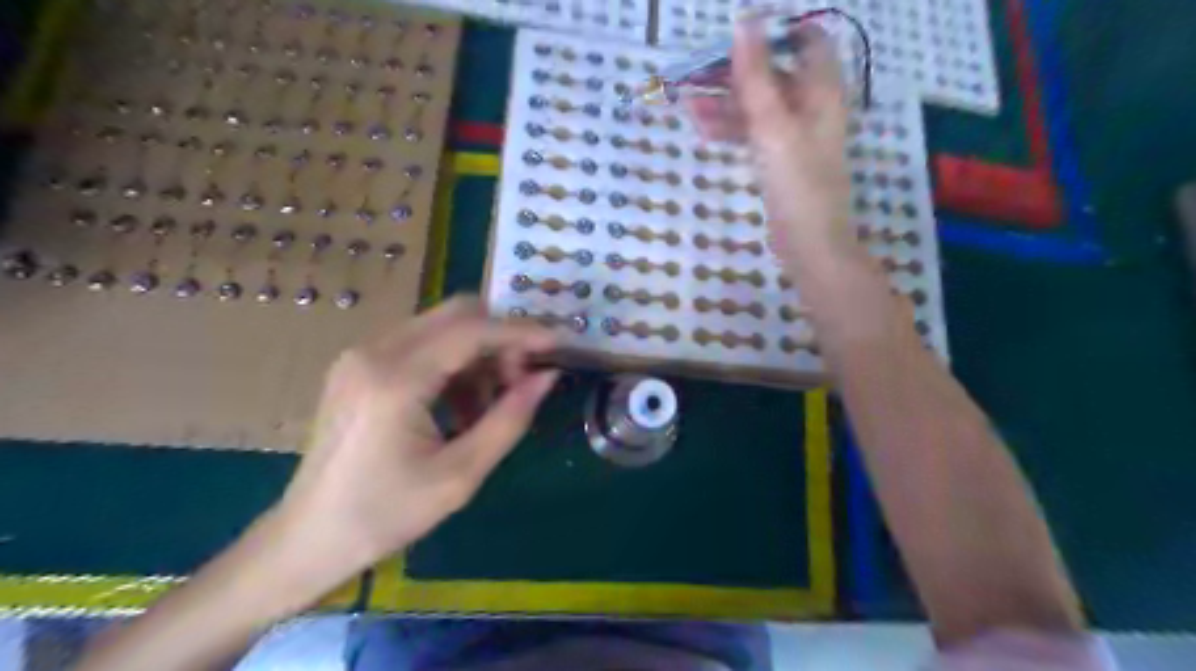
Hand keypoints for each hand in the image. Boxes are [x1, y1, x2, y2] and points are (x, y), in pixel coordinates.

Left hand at [268, 296, 558, 587]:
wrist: (308, 538)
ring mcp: (361, 354)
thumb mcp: (460, 475)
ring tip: (491, 402)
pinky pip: (421, 344)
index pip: (471, 331)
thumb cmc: (385, 515)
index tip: (559, 342)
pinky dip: (453, 363)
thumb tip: (547, 377)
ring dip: (478, 352)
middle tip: (523, 378)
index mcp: (395, 379)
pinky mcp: (358, 364)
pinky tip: (460, 405)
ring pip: (441, 327)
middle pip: (456, 314)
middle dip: (500, 338)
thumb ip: (510, 418)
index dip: (521, 332)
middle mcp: (374, 351)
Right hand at [687, 22, 853, 270]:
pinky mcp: (779, 162)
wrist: (809, 245)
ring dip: (726, 103)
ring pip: (758, 107)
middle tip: (695, 74)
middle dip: (735, 73)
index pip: (806, 41)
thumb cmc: (798, 183)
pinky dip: (731, 129)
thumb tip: (744, 21)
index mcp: (821, 91)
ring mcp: (794, 136)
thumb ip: (757, 76)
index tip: (733, 39)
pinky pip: (754, 135)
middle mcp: (810, 107)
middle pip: (773, 75)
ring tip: (688, 106)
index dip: (772, 34)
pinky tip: (703, 131)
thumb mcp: (774, 126)